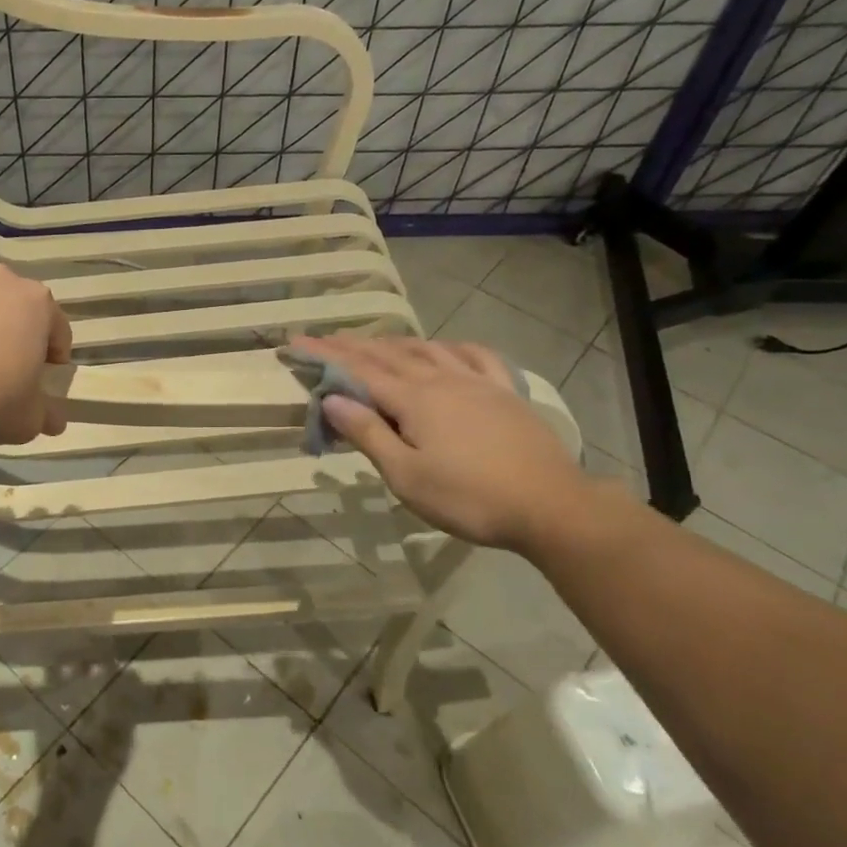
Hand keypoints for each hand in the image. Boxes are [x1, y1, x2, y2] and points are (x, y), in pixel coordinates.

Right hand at [290, 334, 596, 552]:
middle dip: (352, 345)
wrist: (551, 506)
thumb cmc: (468, 497)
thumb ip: (368, 433)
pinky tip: (447, 348)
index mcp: (414, 399)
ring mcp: (478, 382)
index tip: (295, 342)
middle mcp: (442, 379)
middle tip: (325, 339)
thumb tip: (332, 399)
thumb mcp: (406, 475)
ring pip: (428, 349)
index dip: (324, 355)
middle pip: (389, 354)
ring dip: (395, 342)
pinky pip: (476, 357)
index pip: (358, 369)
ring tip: (375, 342)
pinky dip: (452, 347)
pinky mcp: (506, 393)